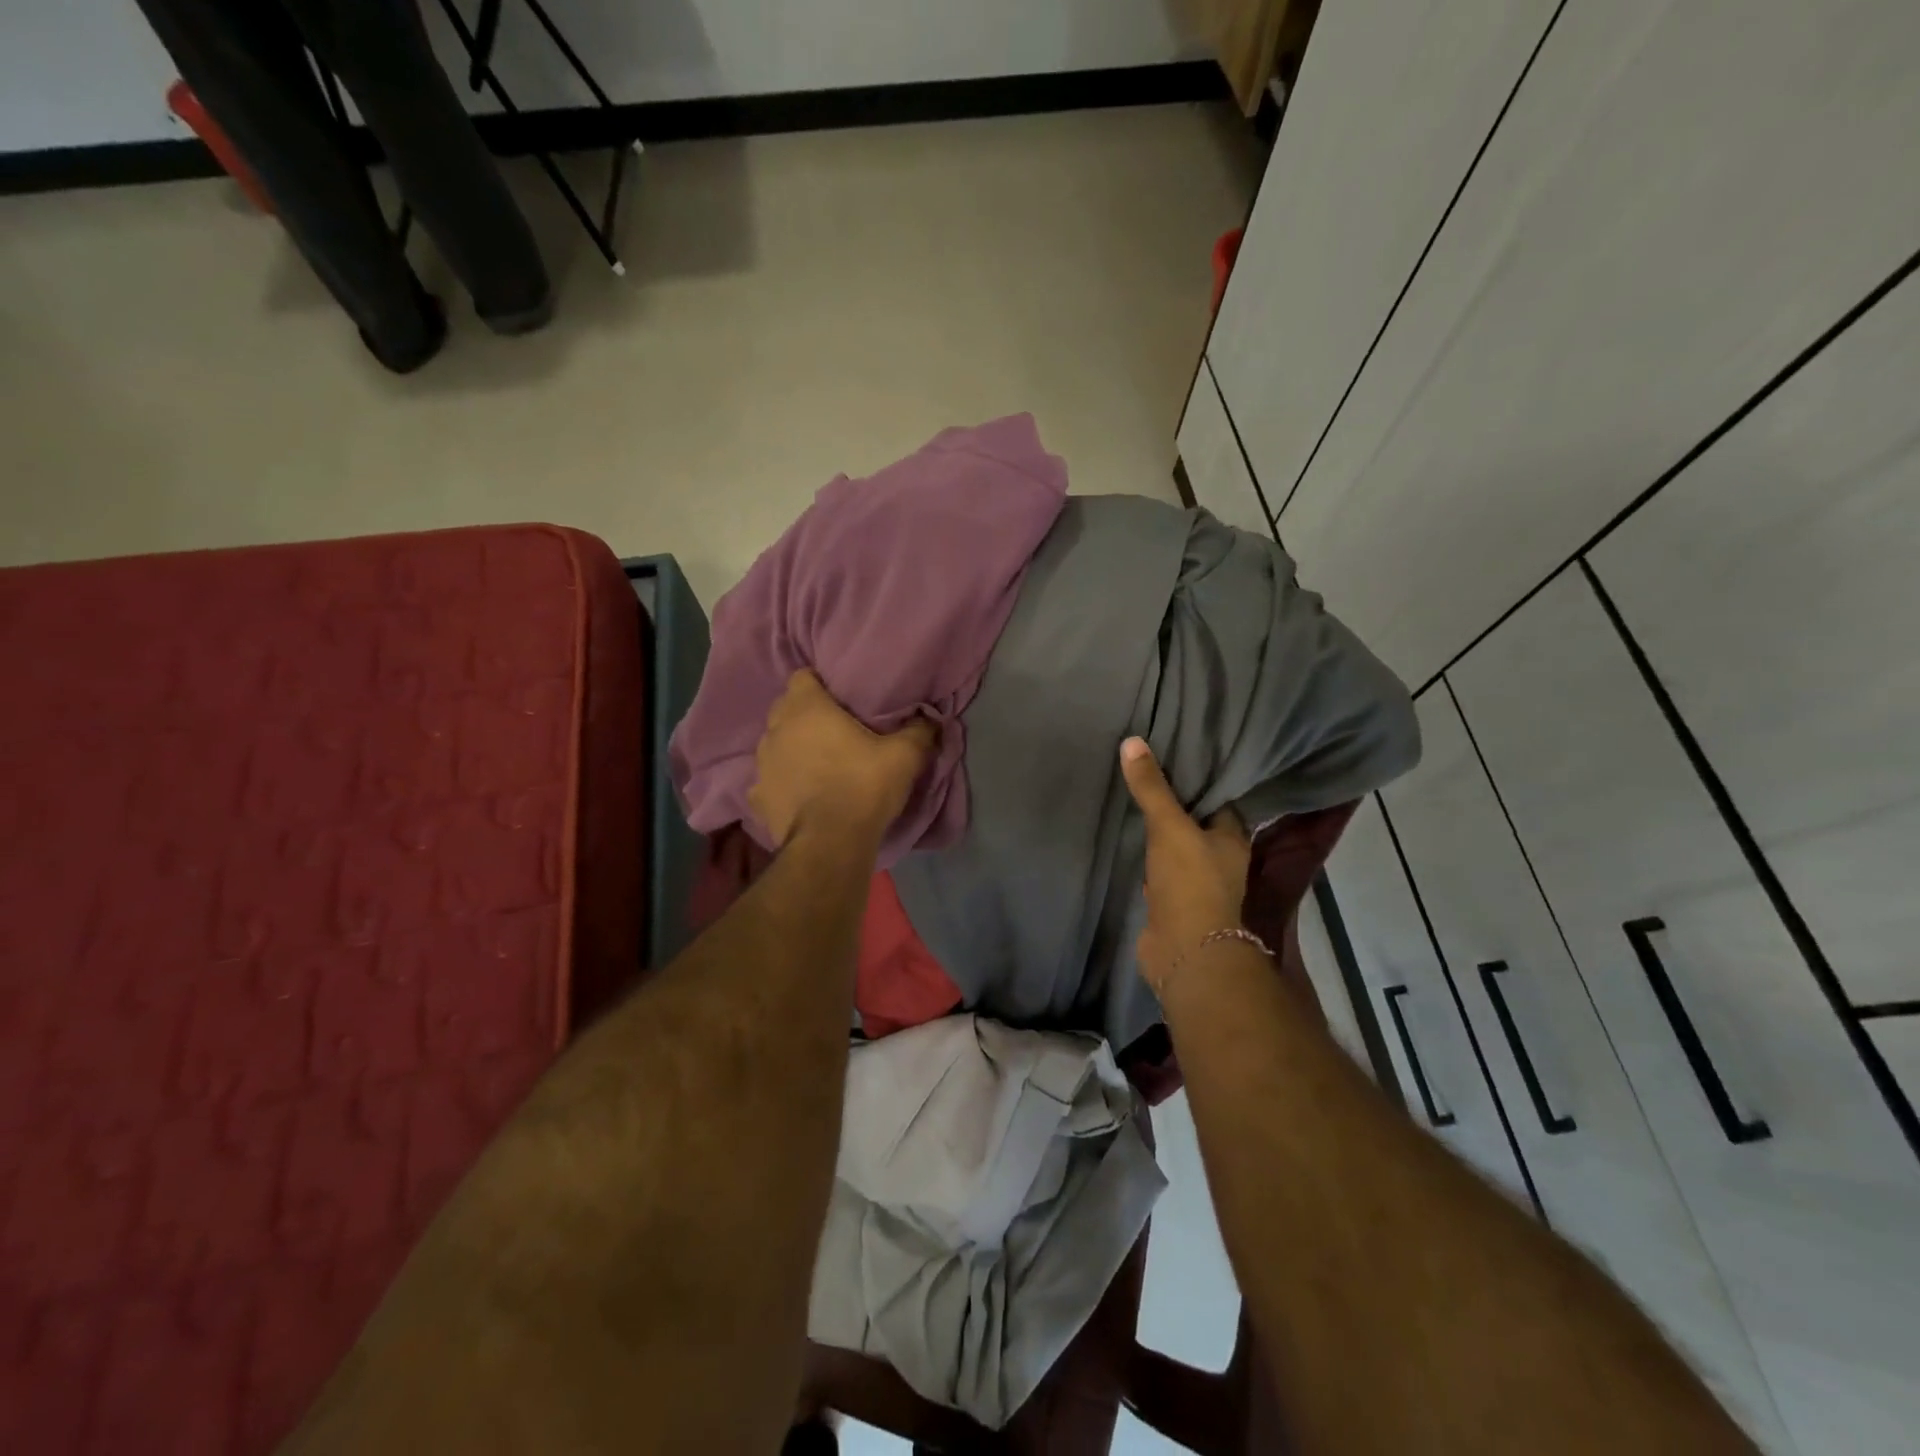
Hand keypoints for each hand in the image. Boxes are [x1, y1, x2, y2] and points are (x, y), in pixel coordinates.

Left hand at [749, 669, 935, 848]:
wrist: (830, 844)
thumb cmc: (863, 787)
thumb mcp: (904, 756)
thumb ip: (919, 731)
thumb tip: (930, 719)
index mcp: (807, 709)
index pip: (802, 676)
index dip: (820, 683)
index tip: (840, 697)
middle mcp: (776, 730)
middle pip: (785, 708)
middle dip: (804, 714)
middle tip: (833, 728)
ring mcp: (762, 764)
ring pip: (775, 743)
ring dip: (791, 747)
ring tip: (816, 761)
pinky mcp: (758, 797)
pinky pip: (769, 780)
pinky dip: (782, 783)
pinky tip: (799, 794)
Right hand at [1120, 736, 1253, 996]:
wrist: (1184, 950)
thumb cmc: (1190, 882)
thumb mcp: (1170, 827)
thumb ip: (1152, 788)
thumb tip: (1133, 741)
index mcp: (1233, 838)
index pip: (1219, 799)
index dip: (1200, 778)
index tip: (1176, 753)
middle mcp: (1218, 859)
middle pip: (1196, 822)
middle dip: (1176, 802)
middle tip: (1147, 768)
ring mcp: (1194, 882)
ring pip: (1175, 846)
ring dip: (1160, 830)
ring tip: (1134, 795)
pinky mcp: (1171, 901)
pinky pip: (1157, 869)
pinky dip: (1146, 856)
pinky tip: (1128, 837)